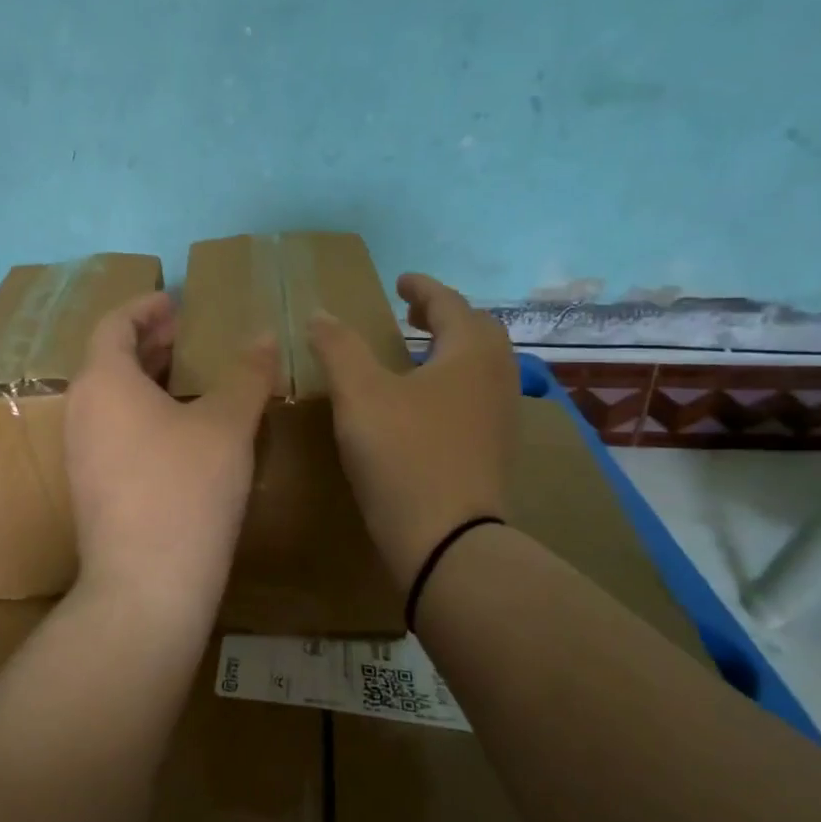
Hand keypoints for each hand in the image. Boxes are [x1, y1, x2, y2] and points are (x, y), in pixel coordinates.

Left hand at [65, 292, 275, 613]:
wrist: (145, 586)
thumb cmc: (185, 489)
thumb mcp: (226, 425)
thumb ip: (246, 374)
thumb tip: (264, 335)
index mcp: (103, 381)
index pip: (115, 324)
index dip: (145, 307)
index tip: (175, 300)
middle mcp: (81, 409)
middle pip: (110, 358)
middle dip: (150, 341)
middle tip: (189, 335)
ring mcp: (81, 451)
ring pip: (112, 397)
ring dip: (148, 378)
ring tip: (191, 376)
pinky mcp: (91, 485)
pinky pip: (114, 428)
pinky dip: (144, 412)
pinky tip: (182, 429)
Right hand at [308, 273, 519, 586]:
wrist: (447, 540)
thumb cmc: (404, 455)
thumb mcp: (359, 395)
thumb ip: (339, 348)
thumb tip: (320, 313)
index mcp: (470, 353)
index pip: (450, 304)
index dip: (422, 288)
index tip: (400, 281)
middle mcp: (496, 378)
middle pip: (477, 331)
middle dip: (443, 315)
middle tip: (410, 312)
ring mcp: (500, 417)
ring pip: (479, 366)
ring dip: (449, 349)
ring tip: (414, 353)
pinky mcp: (493, 449)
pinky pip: (475, 395)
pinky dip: (451, 381)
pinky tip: (422, 402)